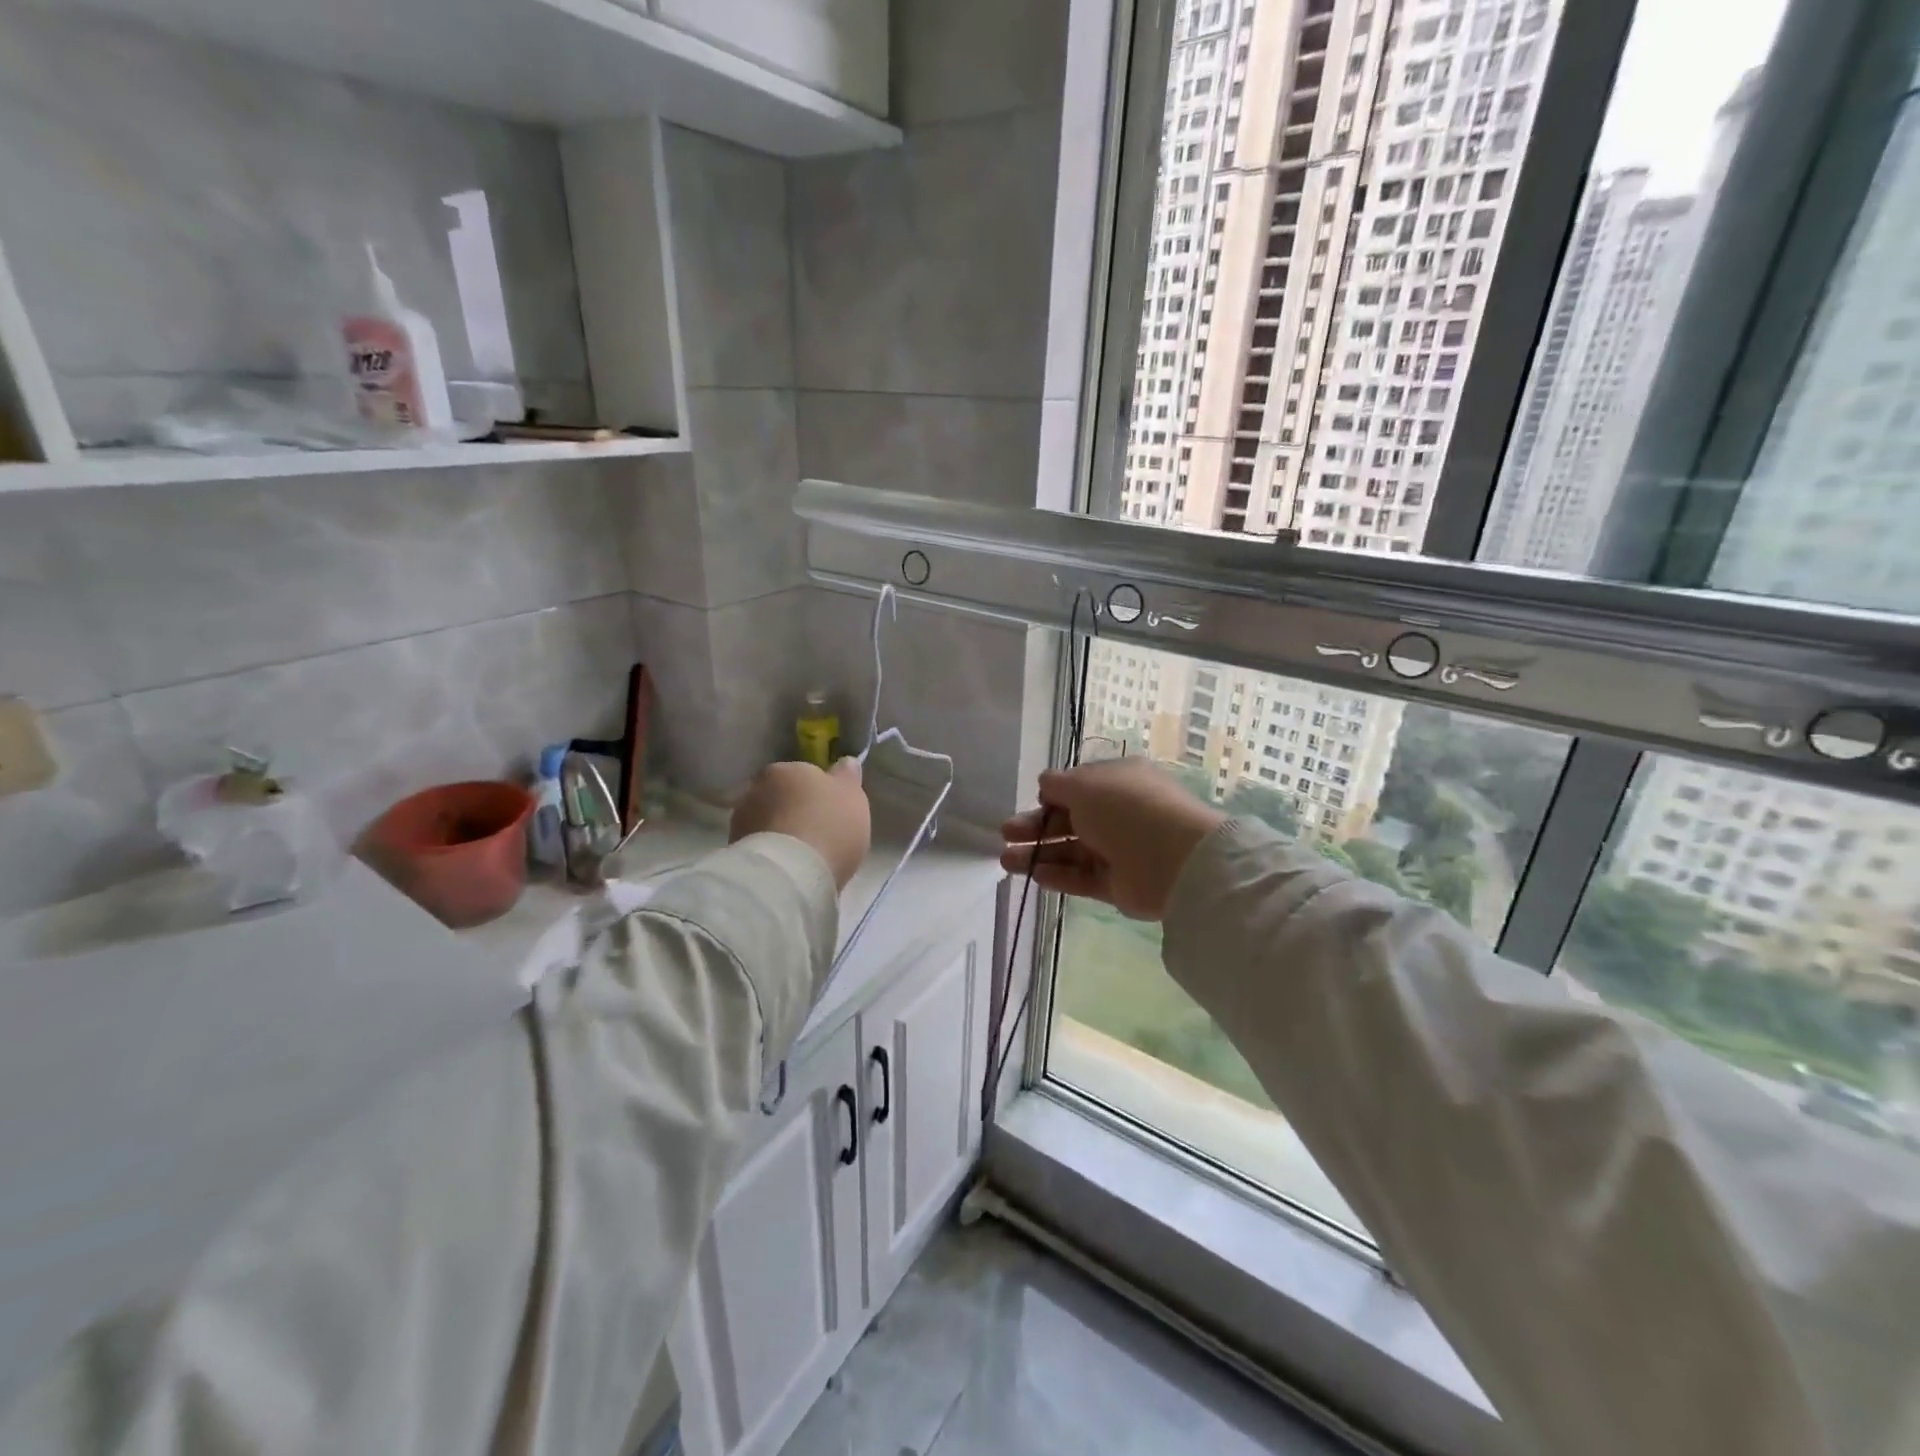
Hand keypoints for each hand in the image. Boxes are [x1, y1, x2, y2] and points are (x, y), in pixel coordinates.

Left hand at [731, 759, 871, 890]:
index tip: (831, 811)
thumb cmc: (828, 827)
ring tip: (802, 857)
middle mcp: (757, 788)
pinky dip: (772, 853)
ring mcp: (740, 821)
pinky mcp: (734, 852)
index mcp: (786, 769)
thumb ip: (848, 777)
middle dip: (796, 811)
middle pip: (782, 797)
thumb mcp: (852, 797)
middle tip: (818, 834)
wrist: (790, 875)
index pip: (804, 774)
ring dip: (781, 833)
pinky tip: (787, 869)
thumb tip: (845, 762)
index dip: (819, 793)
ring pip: (768, 822)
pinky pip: (760, 847)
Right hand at [999, 757, 1225, 920]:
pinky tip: (1034, 875)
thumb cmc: (1125, 809)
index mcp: (1118, 781)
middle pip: (1070, 820)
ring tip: (1006, 860)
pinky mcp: (1118, 884)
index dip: (1053, 795)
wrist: (1174, 859)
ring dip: (1038, 853)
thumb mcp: (1084, 784)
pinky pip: (1083, 877)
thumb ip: (1057, 784)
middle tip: (1006, 833)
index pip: (1079, 787)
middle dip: (1036, 826)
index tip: (1033, 801)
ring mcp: (1119, 850)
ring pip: (1071, 851)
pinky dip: (1058, 876)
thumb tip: (1045, 786)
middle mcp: (1119, 813)